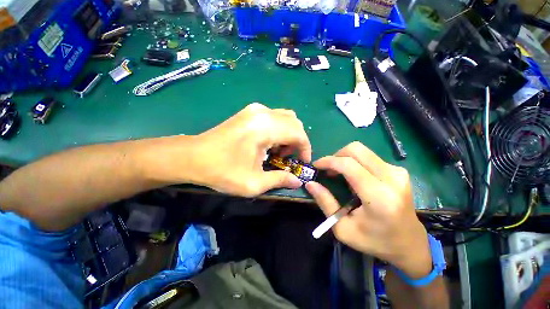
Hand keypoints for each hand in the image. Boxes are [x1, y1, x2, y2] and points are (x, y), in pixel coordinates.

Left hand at [184, 103, 310, 196]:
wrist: (193, 156)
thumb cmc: (222, 171)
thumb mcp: (253, 183)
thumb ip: (279, 180)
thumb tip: (298, 182)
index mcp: (265, 128)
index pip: (298, 133)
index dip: (305, 148)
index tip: (303, 162)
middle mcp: (263, 113)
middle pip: (294, 123)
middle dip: (298, 141)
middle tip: (288, 158)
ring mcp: (255, 109)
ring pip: (285, 118)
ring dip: (288, 134)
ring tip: (278, 151)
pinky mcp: (249, 111)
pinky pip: (274, 117)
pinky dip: (279, 129)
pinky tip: (268, 143)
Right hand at [305, 142, 431, 278]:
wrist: (410, 244)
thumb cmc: (375, 241)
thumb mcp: (343, 228)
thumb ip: (325, 203)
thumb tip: (310, 184)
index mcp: (379, 197)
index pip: (349, 165)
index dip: (328, 161)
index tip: (316, 166)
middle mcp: (392, 179)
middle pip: (356, 150)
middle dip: (336, 156)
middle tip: (328, 169)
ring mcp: (398, 172)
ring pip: (362, 151)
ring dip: (345, 159)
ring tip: (339, 174)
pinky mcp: (399, 171)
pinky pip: (369, 157)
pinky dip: (355, 162)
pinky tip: (354, 177)